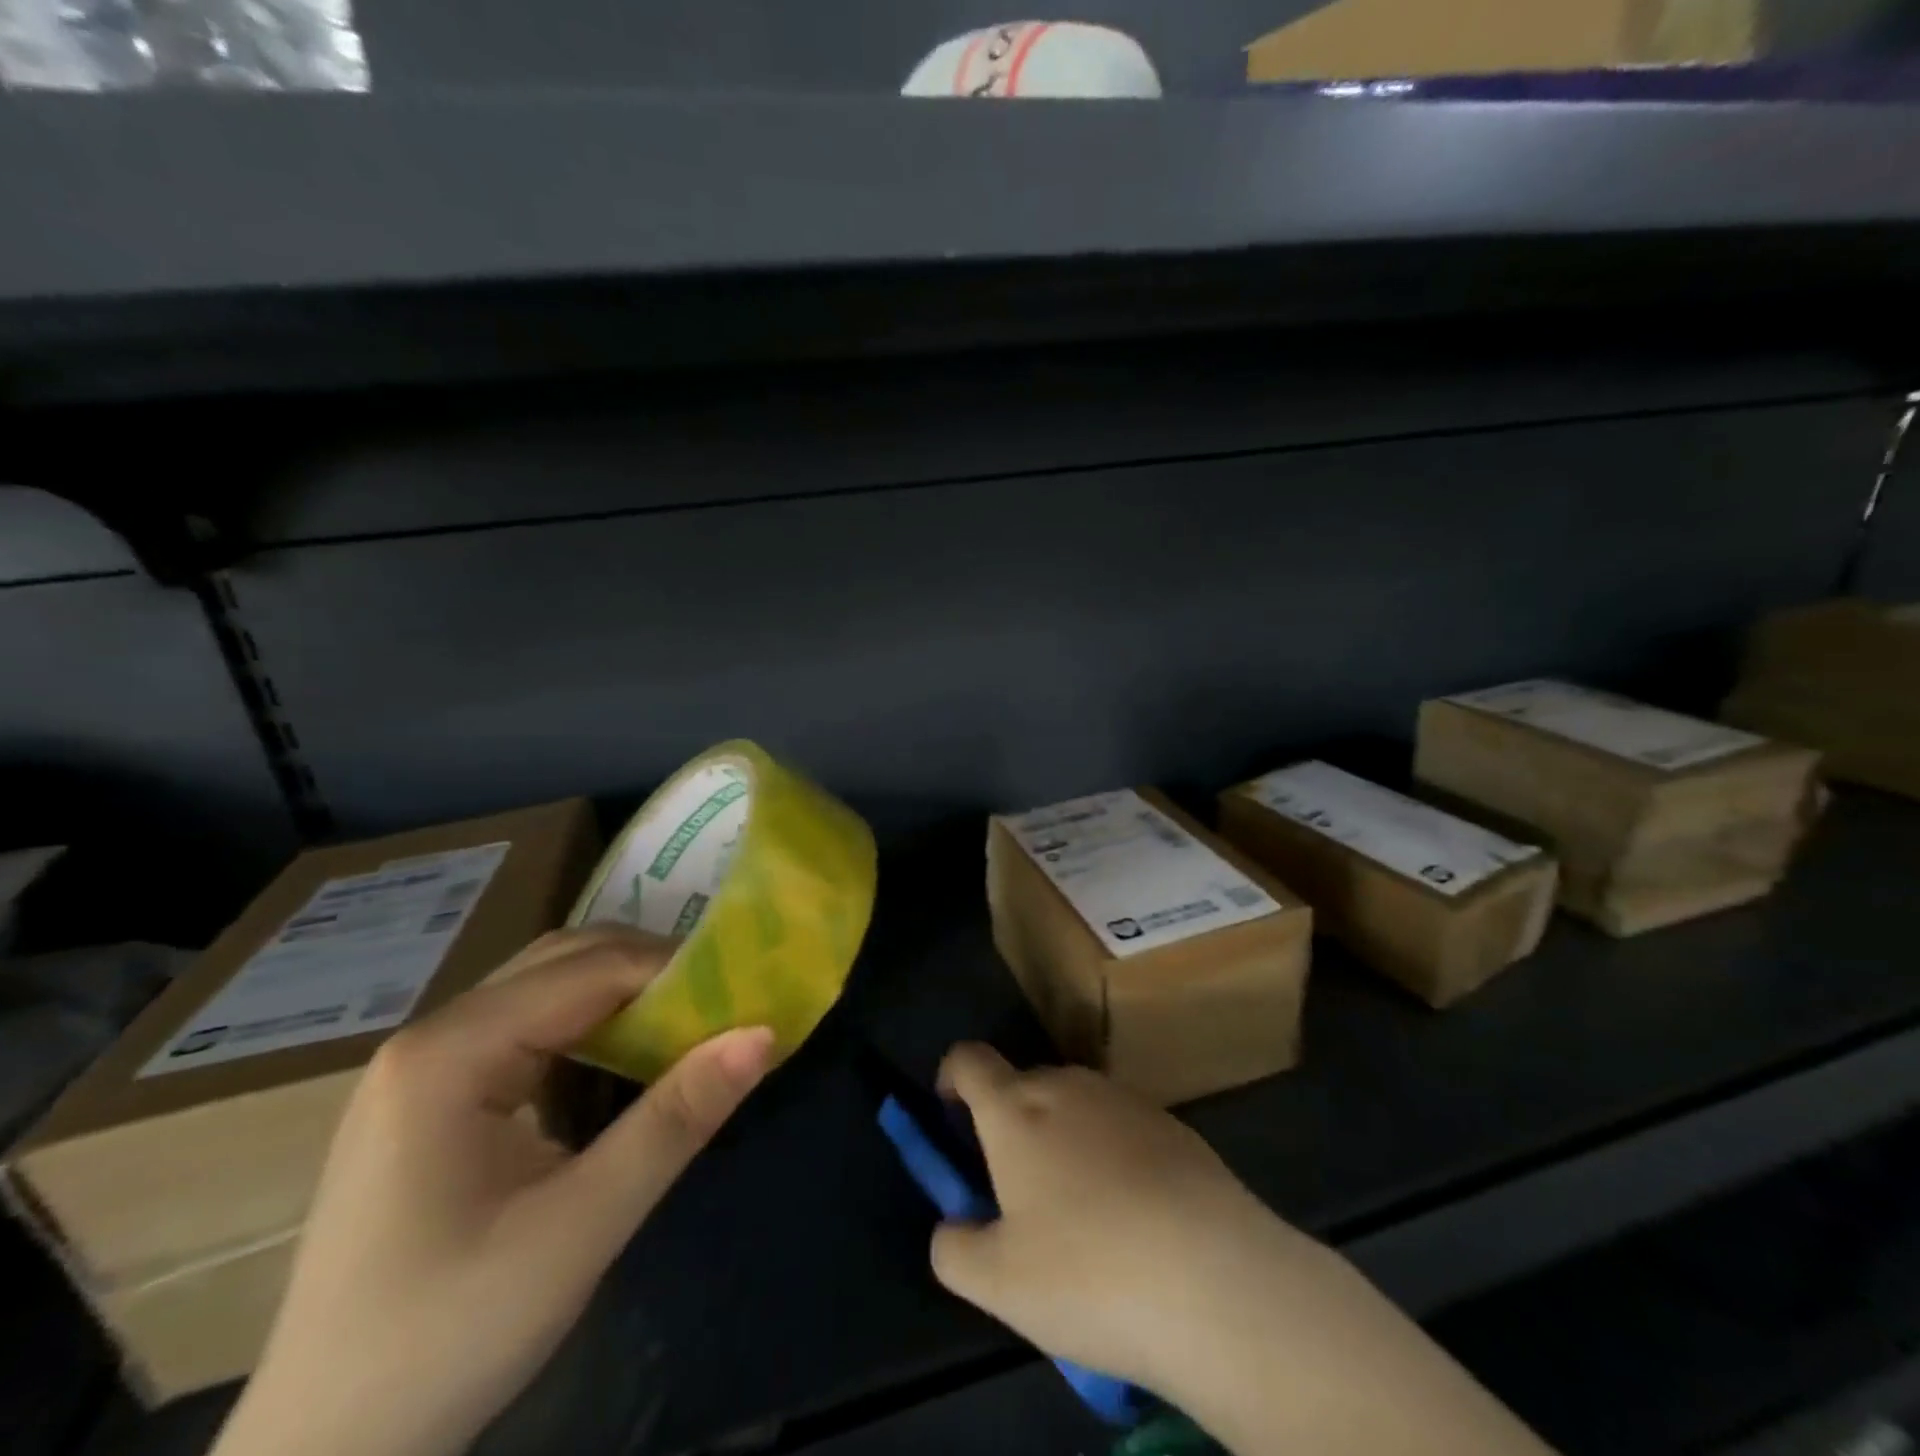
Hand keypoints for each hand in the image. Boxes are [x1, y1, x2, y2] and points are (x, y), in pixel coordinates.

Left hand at [213, 928, 773, 1455]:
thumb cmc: (450, 1335)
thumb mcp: (581, 1227)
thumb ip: (676, 1120)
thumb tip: (763, 1033)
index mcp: (450, 1053)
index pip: (589, 970)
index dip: (674, 970)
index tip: (743, 990)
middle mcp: (430, 1038)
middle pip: (561, 961)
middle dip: (649, 970)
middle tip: (722, 1002)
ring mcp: (421, 1068)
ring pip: (543, 989)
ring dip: (620, 995)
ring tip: (688, 1023)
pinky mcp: (428, 1100)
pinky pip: (524, 1029)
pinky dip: (587, 1027)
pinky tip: (621, 1061)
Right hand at [929, 1045, 1554, 1455]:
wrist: (1217, 1279)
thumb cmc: (1088, 1273)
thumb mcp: (997, 1283)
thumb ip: (955, 1247)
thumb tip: (954, 1227)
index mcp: (1016, 1108)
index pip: (969, 1059)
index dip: (952, 1080)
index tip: (954, 1121)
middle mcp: (1068, 1085)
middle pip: (1023, 1085)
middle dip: (1010, 1126)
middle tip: (1019, 1197)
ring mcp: (1125, 1100)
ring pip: (1075, 1106)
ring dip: (1062, 1142)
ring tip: (1081, 1220)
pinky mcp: (1173, 1125)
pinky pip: (1121, 1127)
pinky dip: (1111, 1156)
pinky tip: (1135, 1221)